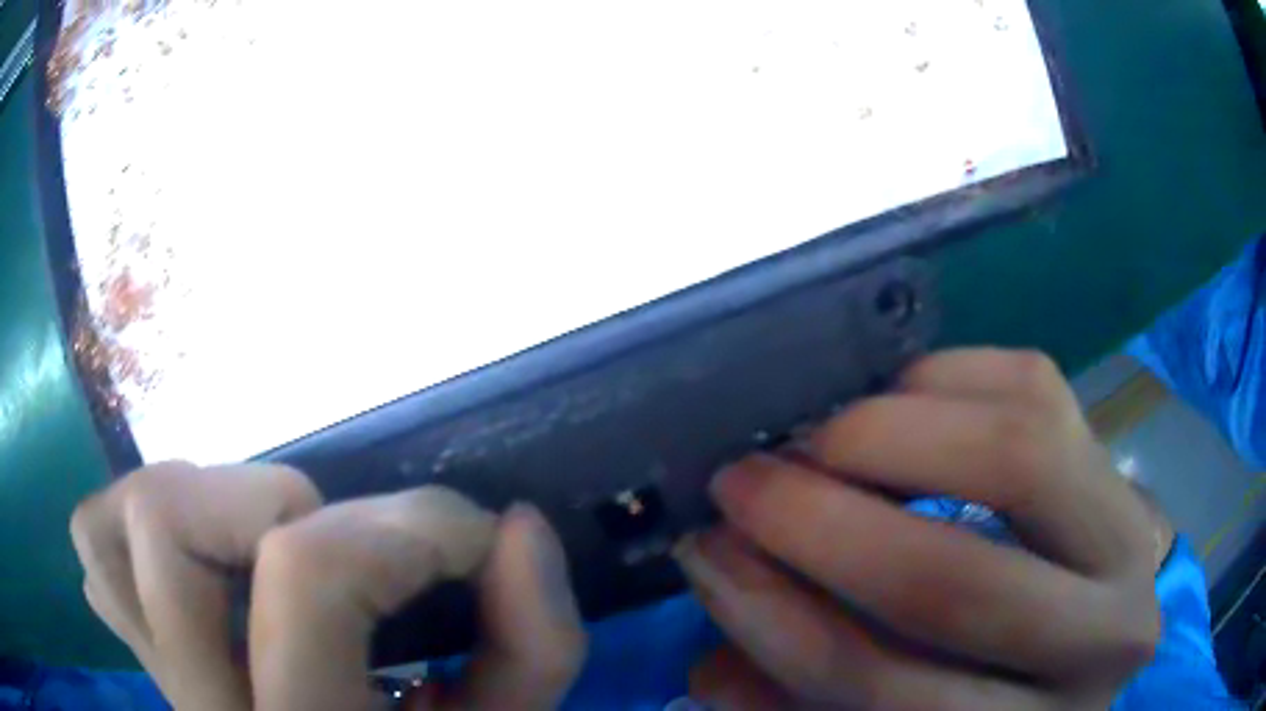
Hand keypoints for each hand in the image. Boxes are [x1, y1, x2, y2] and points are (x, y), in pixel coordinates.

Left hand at [70, 462, 585, 709]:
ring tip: (262, 533)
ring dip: (194, 496)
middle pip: (166, 526)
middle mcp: (208, 709)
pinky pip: (95, 551)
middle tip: (343, 540)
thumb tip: (518, 526)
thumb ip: (532, 641)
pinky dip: (132, 522)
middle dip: (277, 502)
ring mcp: (158, 677)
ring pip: (112, 527)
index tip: (472, 535)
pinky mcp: (141, 653)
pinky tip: (197, 557)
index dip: (407, 527)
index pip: (308, 578)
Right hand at [677, 349, 1161, 709]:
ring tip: (811, 440)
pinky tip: (892, 402)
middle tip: (741, 482)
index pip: (887, 690)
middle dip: (825, 524)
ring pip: (1018, 456)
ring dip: (887, 434)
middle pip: (960, 582)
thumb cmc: (979, 695)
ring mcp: (1128, 536)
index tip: (704, 555)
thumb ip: (796, 686)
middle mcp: (1100, 640)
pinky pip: (1032, 385)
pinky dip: (943, 378)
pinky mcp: (1118, 454)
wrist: (1082, 640)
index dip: (778, 623)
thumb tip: (713, 613)